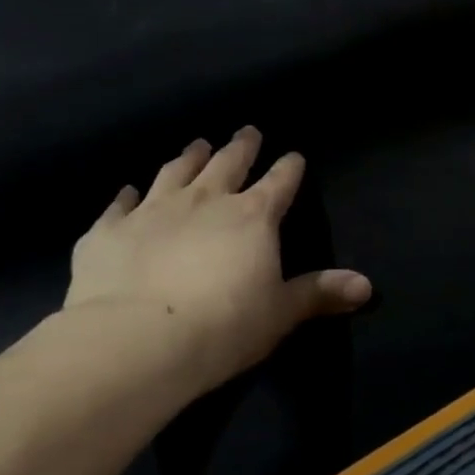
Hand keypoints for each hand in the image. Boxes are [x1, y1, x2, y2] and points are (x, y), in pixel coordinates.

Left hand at [58, 127, 370, 401]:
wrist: (135, 341)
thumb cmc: (222, 327)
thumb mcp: (280, 313)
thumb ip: (319, 293)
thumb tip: (366, 286)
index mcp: (252, 216)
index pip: (279, 182)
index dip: (289, 168)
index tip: (294, 155)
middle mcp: (205, 200)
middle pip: (228, 163)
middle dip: (242, 146)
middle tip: (248, 132)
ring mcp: (153, 210)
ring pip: (176, 172)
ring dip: (190, 157)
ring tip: (198, 144)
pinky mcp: (109, 230)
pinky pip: (120, 205)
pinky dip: (127, 196)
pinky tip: (128, 191)